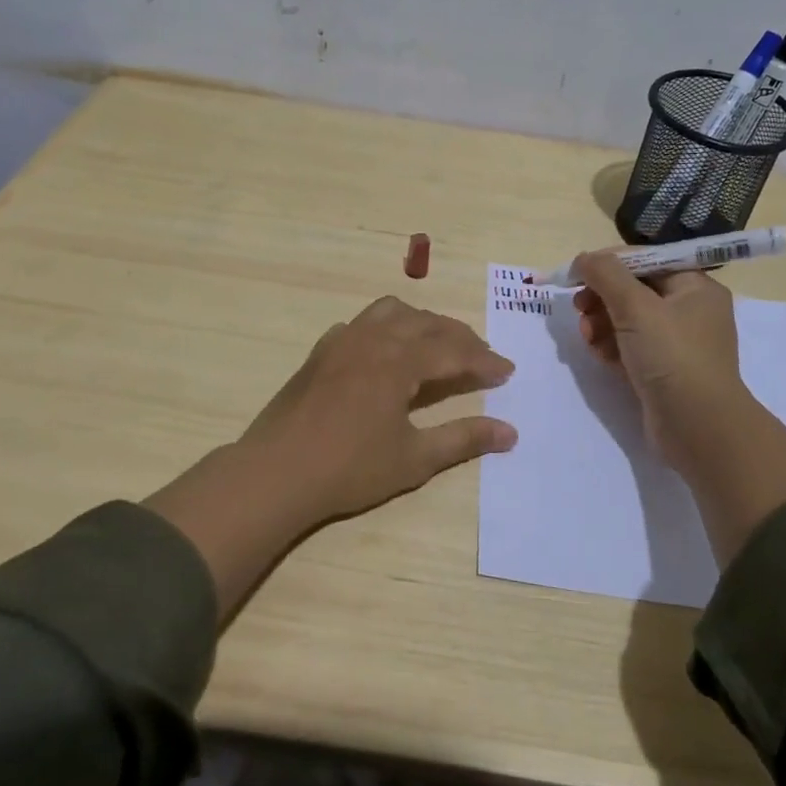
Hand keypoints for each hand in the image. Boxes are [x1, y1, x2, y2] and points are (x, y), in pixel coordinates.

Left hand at [148, 297, 517, 618]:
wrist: (275, 473)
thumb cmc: (349, 469)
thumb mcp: (414, 459)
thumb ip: (463, 439)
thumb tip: (510, 432)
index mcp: (399, 361)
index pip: (453, 350)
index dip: (484, 360)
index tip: (507, 371)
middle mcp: (373, 338)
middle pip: (426, 323)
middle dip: (459, 336)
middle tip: (481, 357)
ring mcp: (342, 341)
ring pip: (391, 312)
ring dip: (421, 322)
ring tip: (437, 345)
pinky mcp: (320, 353)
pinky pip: (360, 324)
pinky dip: (385, 328)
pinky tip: (385, 352)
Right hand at [572, 249, 785, 561]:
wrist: (698, 427)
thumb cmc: (672, 356)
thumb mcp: (636, 307)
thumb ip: (606, 275)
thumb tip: (583, 258)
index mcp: (695, 287)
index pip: (646, 260)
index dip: (609, 264)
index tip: (576, 274)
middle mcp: (689, 311)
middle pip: (634, 290)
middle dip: (602, 297)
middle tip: (579, 308)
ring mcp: (676, 344)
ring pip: (628, 321)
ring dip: (601, 323)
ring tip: (588, 337)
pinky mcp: (662, 371)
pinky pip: (630, 348)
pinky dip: (611, 347)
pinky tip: (598, 355)